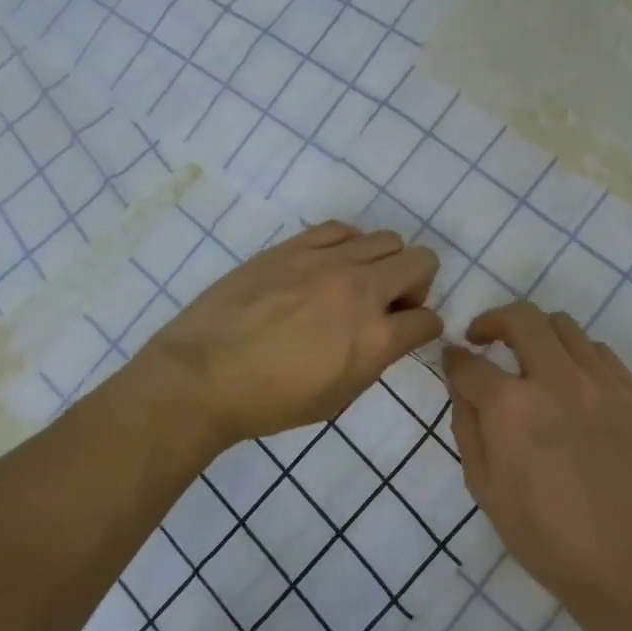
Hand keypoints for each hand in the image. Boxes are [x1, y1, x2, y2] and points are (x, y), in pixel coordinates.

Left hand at [134, 221, 441, 456]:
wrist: (203, 375)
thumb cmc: (271, 401)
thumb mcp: (338, 396)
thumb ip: (374, 359)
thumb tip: (388, 335)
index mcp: (376, 337)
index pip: (428, 319)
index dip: (425, 328)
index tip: (410, 333)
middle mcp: (361, 289)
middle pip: (421, 261)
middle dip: (417, 285)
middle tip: (390, 305)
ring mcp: (327, 261)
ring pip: (386, 239)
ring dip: (385, 262)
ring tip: (357, 283)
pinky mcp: (295, 246)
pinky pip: (341, 229)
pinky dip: (349, 244)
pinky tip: (329, 264)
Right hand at [444, 301, 631, 620]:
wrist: (628, 565)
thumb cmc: (544, 536)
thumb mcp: (484, 487)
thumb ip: (467, 425)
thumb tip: (462, 383)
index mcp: (513, 408)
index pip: (471, 363)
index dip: (454, 359)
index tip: (453, 359)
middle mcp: (558, 381)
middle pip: (521, 318)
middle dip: (493, 321)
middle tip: (484, 338)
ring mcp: (603, 384)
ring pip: (564, 327)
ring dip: (538, 335)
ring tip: (532, 360)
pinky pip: (601, 353)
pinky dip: (577, 357)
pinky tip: (573, 384)